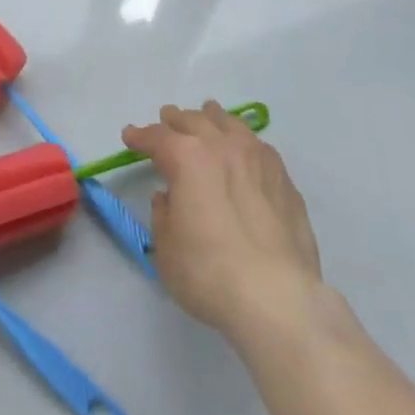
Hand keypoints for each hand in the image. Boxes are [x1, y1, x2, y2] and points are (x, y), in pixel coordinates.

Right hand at [122, 101, 328, 345]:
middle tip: (166, 120)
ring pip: (230, 123)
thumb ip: (163, 214)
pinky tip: (244, 151)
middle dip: (175, 120)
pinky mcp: (284, 180)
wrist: (278, 299)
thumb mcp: (166, 248)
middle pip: (194, 121)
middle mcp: (221, 146)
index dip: (140, 136)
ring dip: (212, 118)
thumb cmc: (209, 273)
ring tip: (207, 115)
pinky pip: (258, 147)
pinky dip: (243, 142)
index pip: (157, 137)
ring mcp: (257, 159)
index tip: (130, 136)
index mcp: (186, 156)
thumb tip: (169, 197)